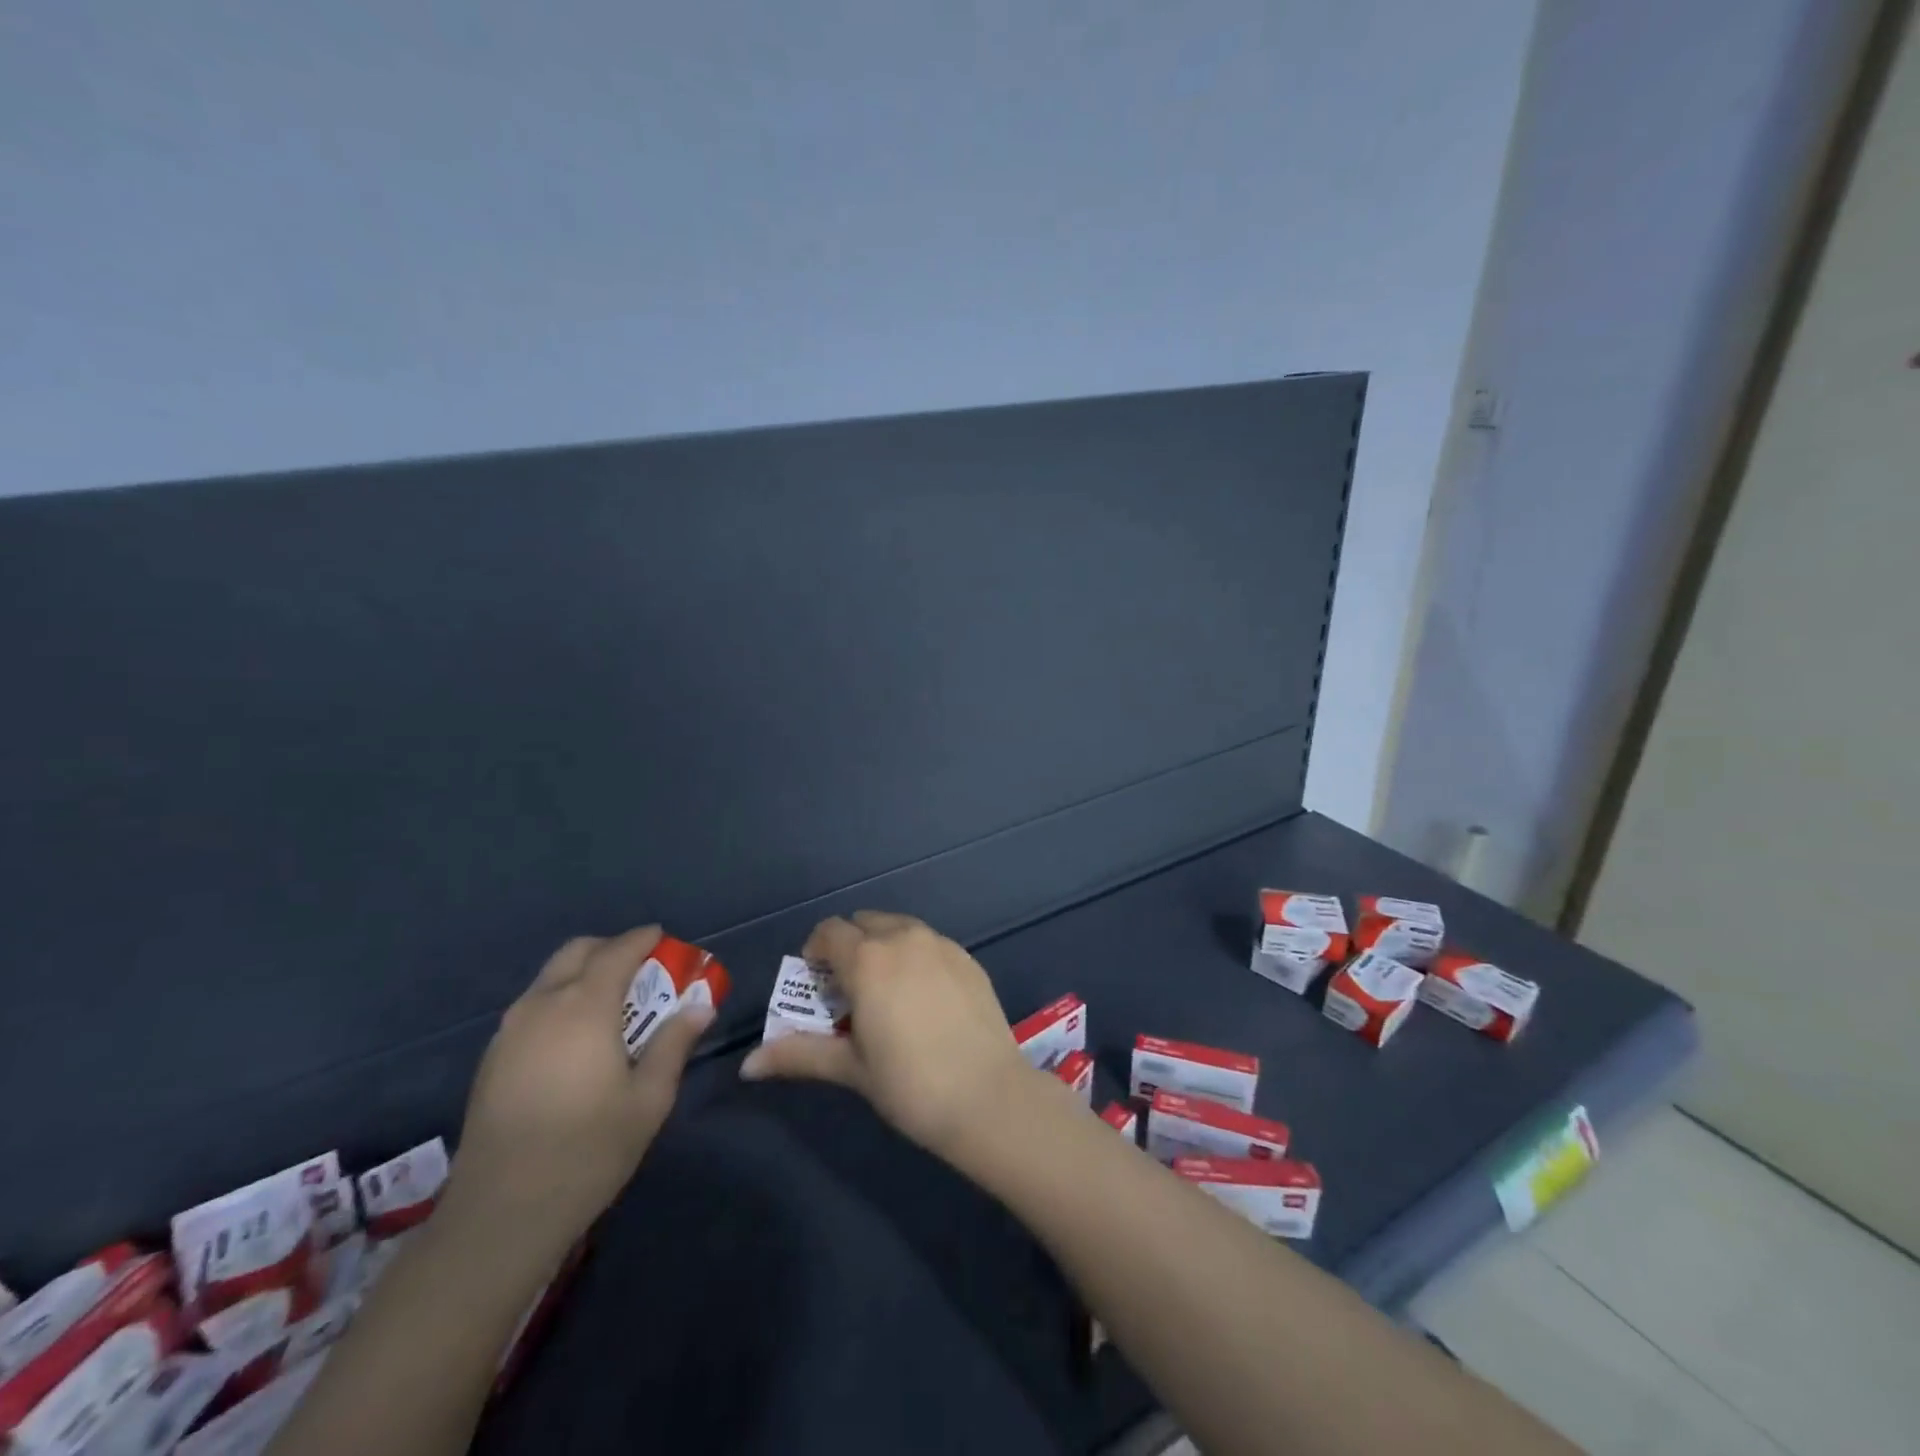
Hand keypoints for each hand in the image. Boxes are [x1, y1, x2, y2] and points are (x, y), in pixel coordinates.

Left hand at [442, 926, 711, 1262]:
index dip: (643, 939)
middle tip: (641, 970)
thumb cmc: (588, 1150)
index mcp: (584, 1007)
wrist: (501, 1214)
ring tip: (612, 1005)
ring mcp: (509, 1031)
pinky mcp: (491, 1058)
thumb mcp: (649, 1098)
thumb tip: (700, 1007)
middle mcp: (542, 1005)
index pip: (617, 951)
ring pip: (549, 979)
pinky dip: (560, 1001)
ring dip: (583, 975)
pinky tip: (576, 1039)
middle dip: (610, 950)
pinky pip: (532, 1007)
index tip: (664, 939)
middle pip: (576, 953)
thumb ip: (674, 1044)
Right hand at [739, 912, 1032, 1161]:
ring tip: (887, 992)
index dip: (816, 951)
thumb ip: (799, 1054)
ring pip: (900, 927)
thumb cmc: (910, 1084)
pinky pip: (931, 943)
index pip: (829, 931)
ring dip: (884, 946)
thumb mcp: (851, 1068)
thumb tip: (747, 1064)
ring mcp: (941, 944)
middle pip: (864, 923)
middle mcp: (904, 937)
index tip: (817, 983)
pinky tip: (924, 998)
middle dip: (850, 947)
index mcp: (868, 958)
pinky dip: (916, 956)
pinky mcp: (968, 958)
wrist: (988, 1096)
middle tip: (850, 990)